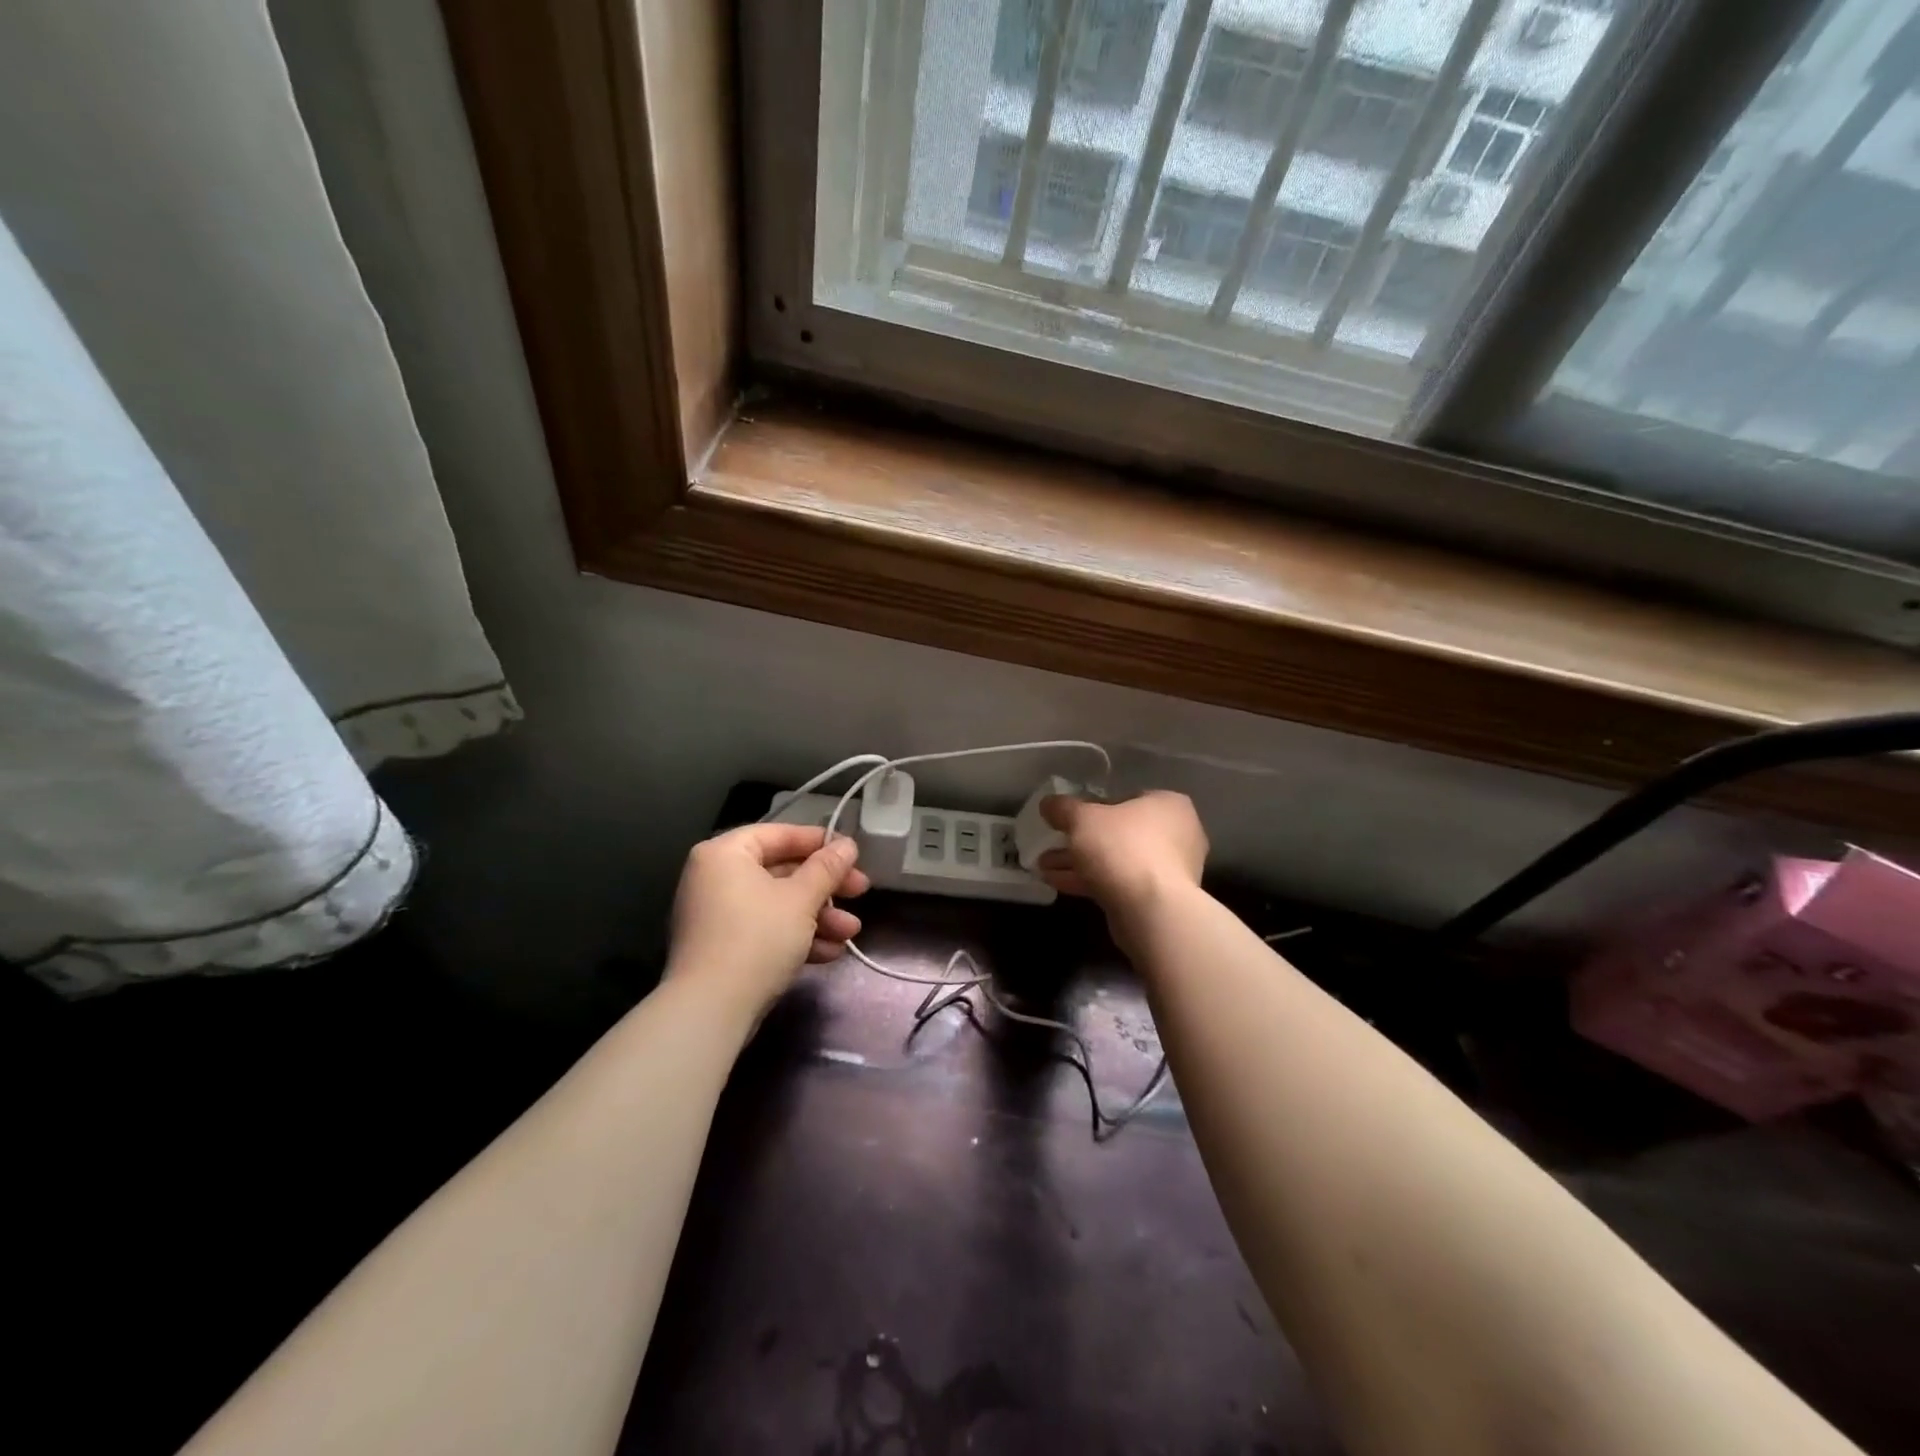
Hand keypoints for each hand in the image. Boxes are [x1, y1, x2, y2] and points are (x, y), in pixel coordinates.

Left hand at [666, 823, 870, 1016]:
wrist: (711, 1010)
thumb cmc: (757, 938)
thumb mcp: (801, 899)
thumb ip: (827, 868)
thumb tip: (847, 844)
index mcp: (725, 854)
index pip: (778, 834)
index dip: (819, 842)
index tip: (852, 853)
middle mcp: (715, 878)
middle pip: (781, 871)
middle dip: (825, 888)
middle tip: (861, 892)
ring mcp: (717, 916)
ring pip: (777, 904)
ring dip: (819, 917)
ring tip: (851, 933)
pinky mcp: (723, 949)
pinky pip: (765, 930)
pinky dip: (796, 937)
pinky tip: (830, 953)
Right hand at [1036, 791, 1206, 936]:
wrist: (1153, 911)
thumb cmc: (1123, 848)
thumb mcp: (1083, 819)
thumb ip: (1063, 808)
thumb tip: (1048, 803)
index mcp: (1168, 804)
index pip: (1126, 798)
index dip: (1092, 807)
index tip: (1069, 818)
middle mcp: (1176, 834)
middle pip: (1119, 832)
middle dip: (1081, 840)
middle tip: (1051, 843)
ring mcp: (1169, 870)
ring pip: (1116, 860)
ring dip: (1080, 862)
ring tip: (1043, 866)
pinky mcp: (1158, 899)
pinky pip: (1119, 882)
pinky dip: (1091, 880)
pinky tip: (1057, 882)